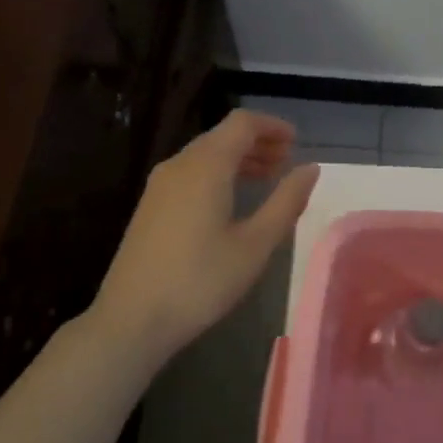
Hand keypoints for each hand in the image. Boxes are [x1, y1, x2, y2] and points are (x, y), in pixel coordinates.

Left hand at [90, 110, 318, 355]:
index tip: (297, 142)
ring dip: (239, 158)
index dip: (272, 126)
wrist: (131, 320)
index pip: (242, 123)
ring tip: (267, 178)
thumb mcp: (255, 244)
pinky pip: (191, 172)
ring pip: (206, 154)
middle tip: (287, 162)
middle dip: (258, 142)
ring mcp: (160, 185)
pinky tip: (232, 200)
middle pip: (223, 135)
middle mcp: (180, 165)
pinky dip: (219, 173)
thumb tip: (311, 168)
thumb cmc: (201, 281)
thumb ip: (286, 201)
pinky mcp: (151, 206)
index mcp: (206, 166)